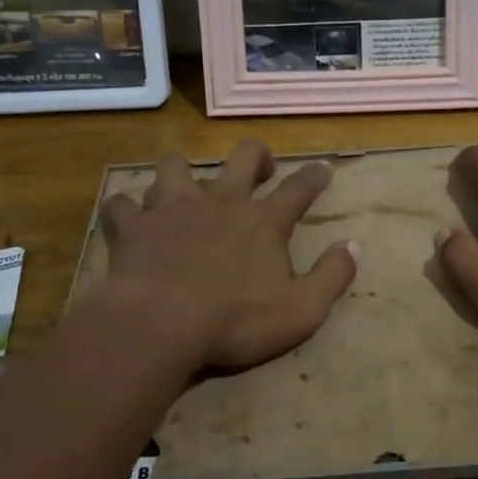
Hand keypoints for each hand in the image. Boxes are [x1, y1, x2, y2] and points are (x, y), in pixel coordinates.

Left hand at [95, 139, 358, 372]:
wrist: (160, 323)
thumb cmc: (235, 321)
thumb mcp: (301, 310)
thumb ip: (332, 276)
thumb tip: (354, 245)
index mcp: (262, 221)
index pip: (298, 188)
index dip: (314, 176)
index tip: (323, 169)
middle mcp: (220, 202)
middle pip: (241, 157)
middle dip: (255, 155)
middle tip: (259, 166)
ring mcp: (173, 208)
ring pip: (175, 166)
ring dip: (182, 172)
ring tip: (184, 185)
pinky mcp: (135, 226)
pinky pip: (123, 204)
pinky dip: (126, 209)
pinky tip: (129, 217)